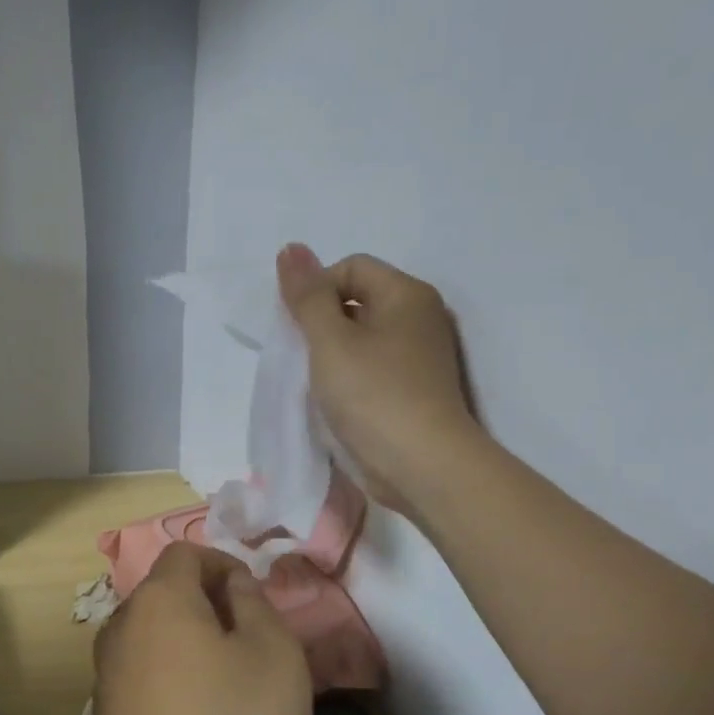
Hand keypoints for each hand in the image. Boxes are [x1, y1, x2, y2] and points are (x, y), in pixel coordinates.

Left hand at [90, 543, 312, 714]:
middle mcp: (120, 629)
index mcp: (157, 601)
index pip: (186, 554)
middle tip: (254, 645)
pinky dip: (173, 682)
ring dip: (193, 646)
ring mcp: (105, 678)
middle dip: (211, 605)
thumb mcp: (274, 655)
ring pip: (154, 639)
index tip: (256, 601)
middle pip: (166, 595)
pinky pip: (144, 680)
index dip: (225, 564)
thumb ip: (254, 603)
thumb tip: (232, 585)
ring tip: (233, 688)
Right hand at [276, 243, 481, 516]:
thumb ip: (307, 296)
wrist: (422, 466)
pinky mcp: (416, 390)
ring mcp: (422, 357)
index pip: (351, 267)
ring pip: (364, 339)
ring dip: (334, 355)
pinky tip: (338, 403)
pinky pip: (374, 369)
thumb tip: (291, 248)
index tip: (300, 331)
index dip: (316, 291)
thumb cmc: (373, 396)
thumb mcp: (330, 341)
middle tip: (304, 359)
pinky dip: (352, 378)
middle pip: (358, 301)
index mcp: (407, 294)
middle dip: (323, 324)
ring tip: (318, 384)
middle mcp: (421, 317)